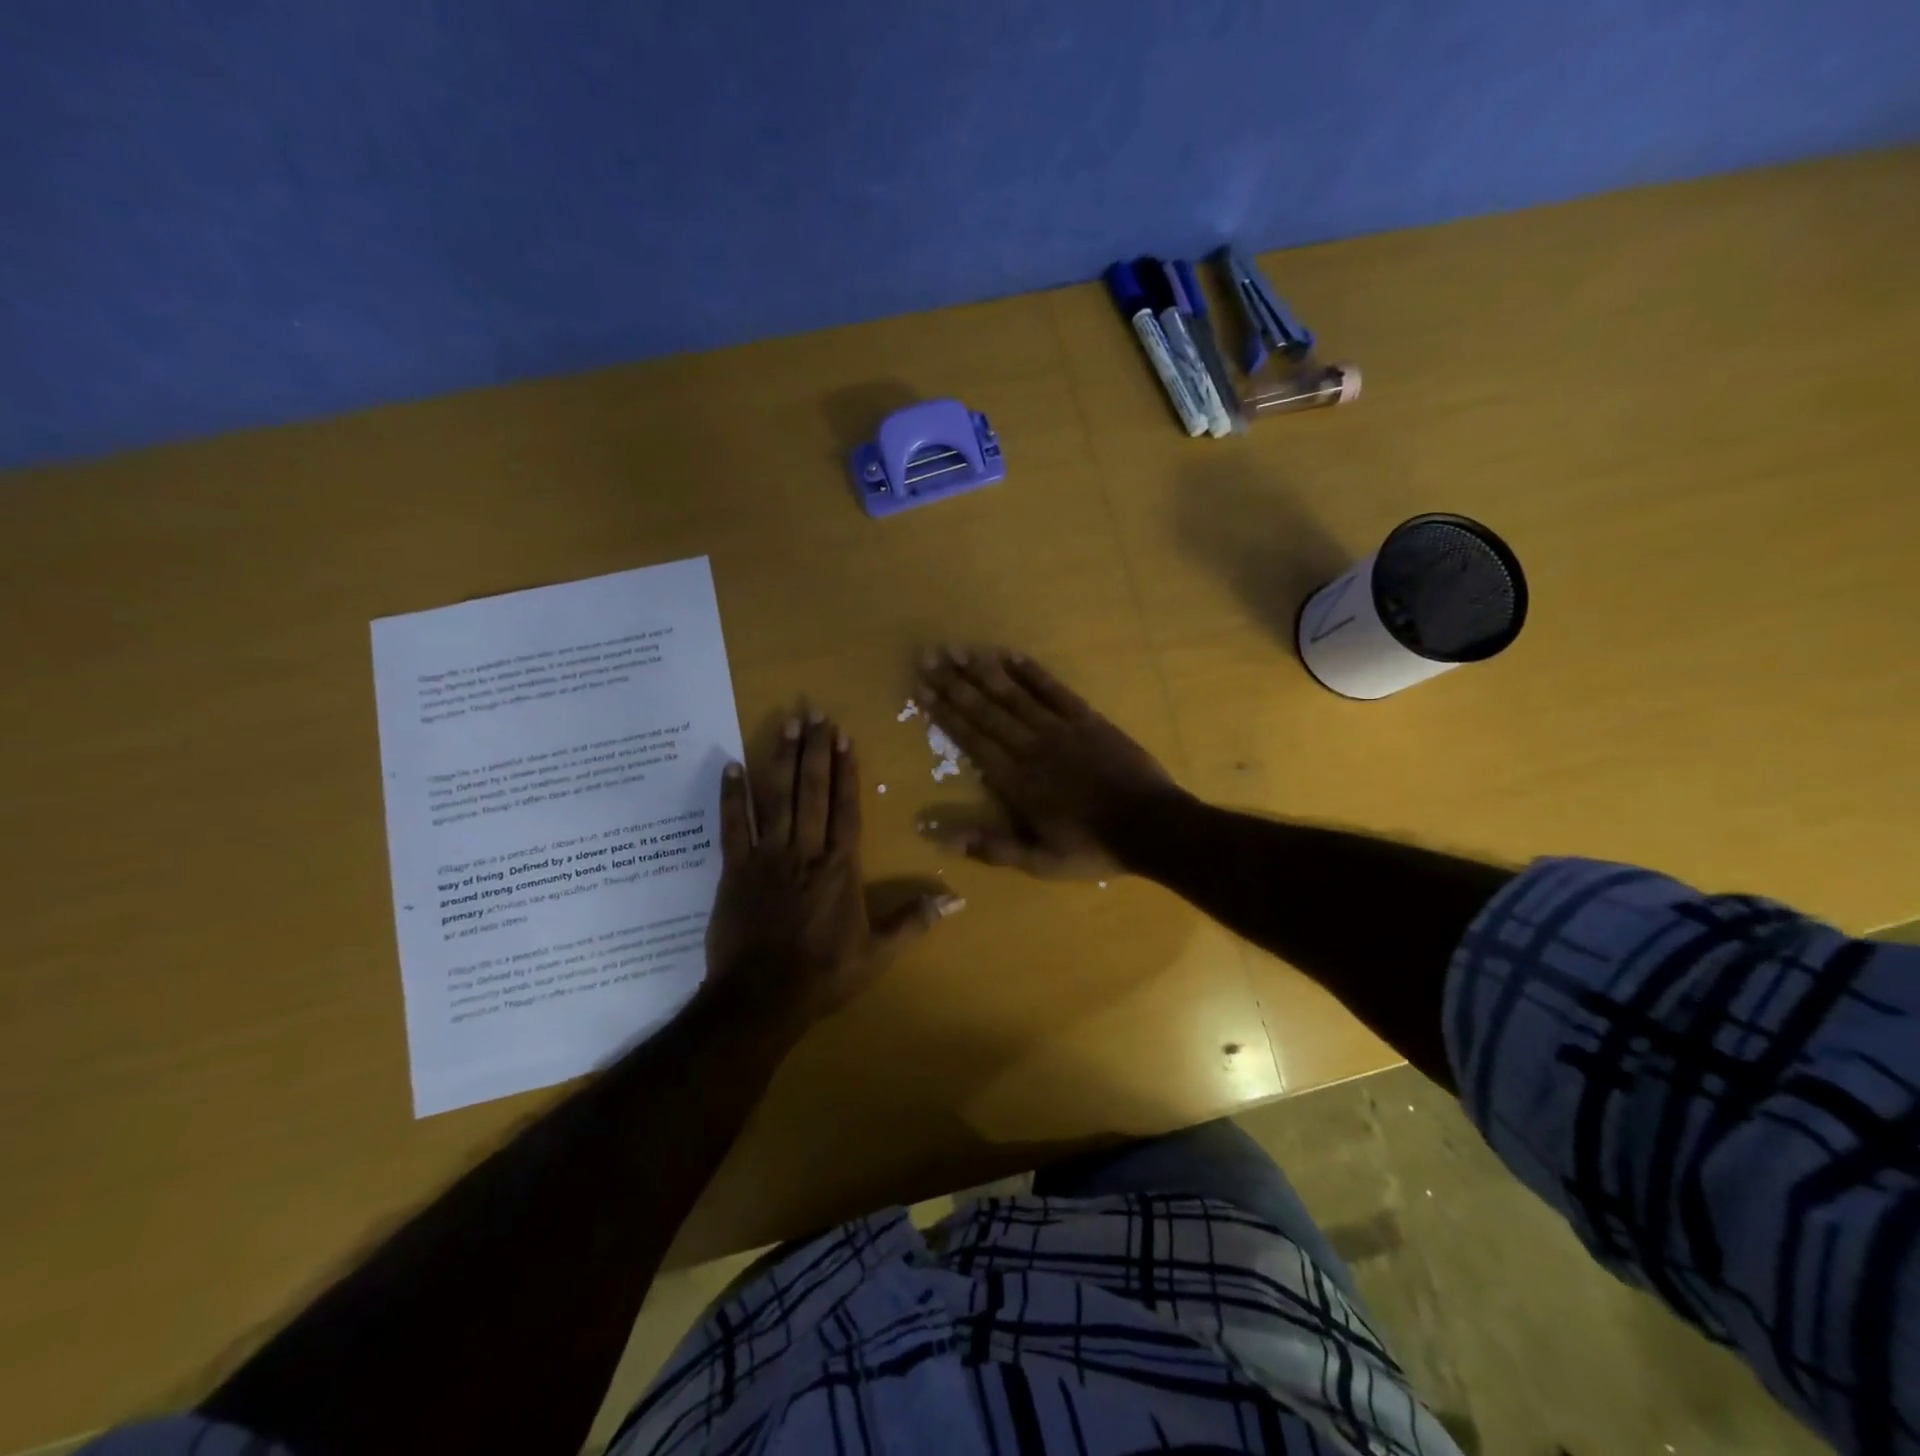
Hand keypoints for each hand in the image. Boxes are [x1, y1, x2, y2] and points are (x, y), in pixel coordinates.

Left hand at [705, 708, 962, 1030]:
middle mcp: (806, 851)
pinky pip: (732, 827)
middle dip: (815, 750)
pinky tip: (731, 766)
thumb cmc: (824, 975)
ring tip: (785, 723)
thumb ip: (914, 920)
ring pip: (776, 798)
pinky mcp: (734, 870)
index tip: (844, 737)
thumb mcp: (878, 954)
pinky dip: (731, 797)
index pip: (846, 808)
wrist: (761, 998)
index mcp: (840, 868)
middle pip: (812, 792)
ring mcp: (767, 857)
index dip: (846, 771)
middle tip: (814, 711)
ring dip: (781, 759)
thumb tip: (957, 899)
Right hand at [915, 647, 1183, 878]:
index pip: (972, 740)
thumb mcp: (1040, 862)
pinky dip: (1032, 672)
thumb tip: (941, 838)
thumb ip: (992, 847)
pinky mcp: (1087, 719)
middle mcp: (1031, 747)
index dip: (945, 713)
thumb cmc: (1093, 848)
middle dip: (954, 683)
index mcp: (1016, 781)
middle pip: (986, 710)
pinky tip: (1011, 654)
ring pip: (1015, 694)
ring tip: (958, 649)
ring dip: (984, 671)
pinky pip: (1054, 690)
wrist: (1152, 826)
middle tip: (928, 656)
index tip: (921, 689)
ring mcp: (1060, 729)